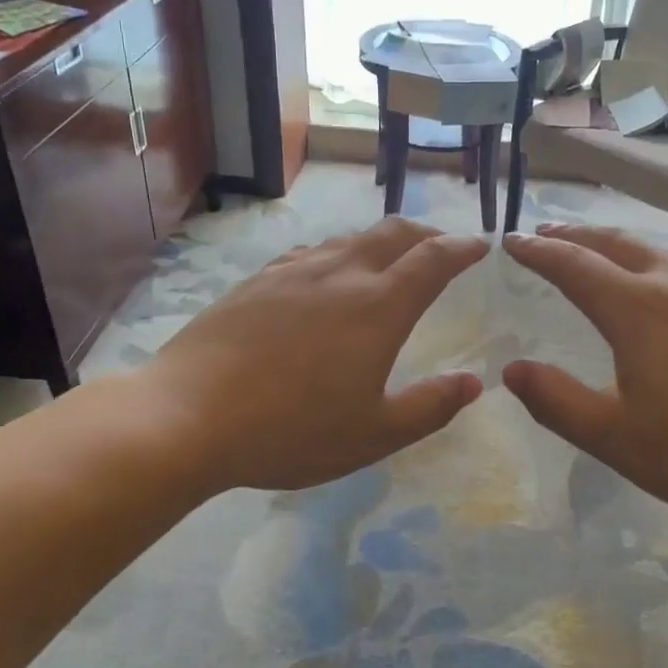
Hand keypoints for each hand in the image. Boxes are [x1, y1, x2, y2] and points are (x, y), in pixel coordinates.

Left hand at [122, 218, 489, 493]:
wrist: (187, 415)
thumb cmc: (291, 430)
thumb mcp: (373, 434)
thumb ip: (430, 406)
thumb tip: (473, 383)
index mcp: (379, 306)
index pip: (434, 259)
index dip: (462, 248)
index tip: (480, 246)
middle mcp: (341, 274)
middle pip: (394, 233)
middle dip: (427, 234)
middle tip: (441, 248)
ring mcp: (294, 272)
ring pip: (350, 239)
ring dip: (381, 242)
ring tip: (389, 262)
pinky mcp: (257, 281)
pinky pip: (311, 253)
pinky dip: (337, 254)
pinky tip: (326, 276)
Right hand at [502, 225, 667, 522]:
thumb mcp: (618, 439)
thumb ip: (558, 403)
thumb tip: (512, 371)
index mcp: (636, 310)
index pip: (573, 265)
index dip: (537, 252)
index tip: (511, 242)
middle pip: (613, 244)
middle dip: (573, 235)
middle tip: (545, 235)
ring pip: (652, 252)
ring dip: (612, 246)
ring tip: (593, 252)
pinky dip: (649, 263)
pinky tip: (658, 288)